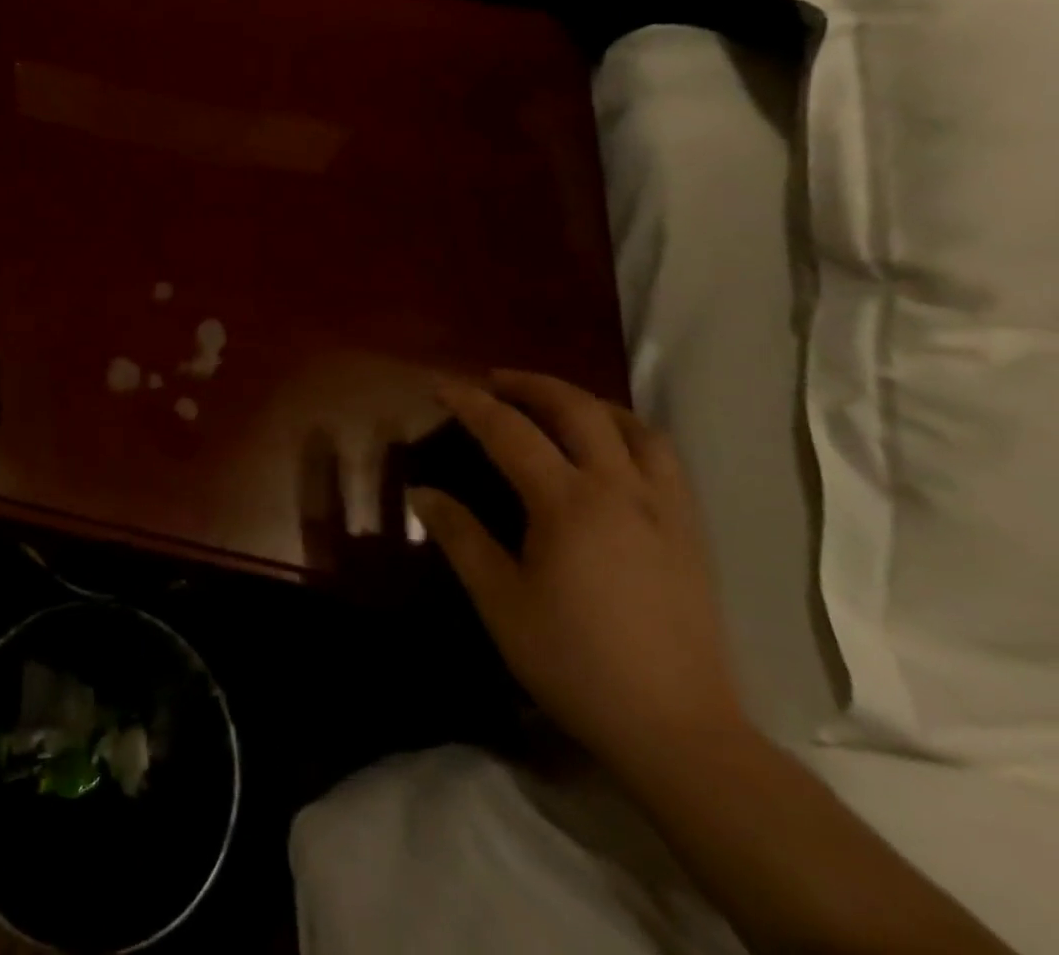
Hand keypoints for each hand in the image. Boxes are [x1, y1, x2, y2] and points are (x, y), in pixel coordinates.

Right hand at [413, 370, 747, 774]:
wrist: (678, 731)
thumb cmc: (576, 662)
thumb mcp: (500, 601)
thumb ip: (460, 536)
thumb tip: (421, 492)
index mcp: (569, 504)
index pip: (510, 431)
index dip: (471, 403)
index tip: (440, 386)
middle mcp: (621, 491)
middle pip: (578, 410)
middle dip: (531, 384)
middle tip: (495, 381)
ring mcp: (665, 510)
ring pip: (633, 427)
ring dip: (587, 402)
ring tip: (555, 403)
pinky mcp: (691, 534)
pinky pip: (664, 459)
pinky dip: (630, 433)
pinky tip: (611, 450)